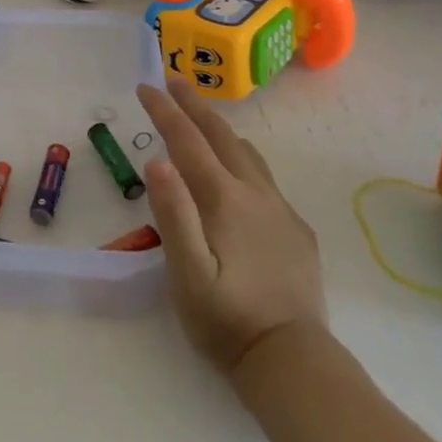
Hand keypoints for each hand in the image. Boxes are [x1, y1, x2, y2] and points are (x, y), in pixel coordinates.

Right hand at [137, 80, 326, 377]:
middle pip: (220, 135)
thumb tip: (157, 159)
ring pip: (247, 153)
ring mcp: (280, 210)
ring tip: (204, 119)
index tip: (145, 85)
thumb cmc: (226, 319)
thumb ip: (173, 213)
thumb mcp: (187, 272)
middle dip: (193, 105)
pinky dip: (243, 159)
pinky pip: (265, 179)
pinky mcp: (296, 230)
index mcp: (223, 198)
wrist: (293, 362)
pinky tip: (240, 174)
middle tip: (173, 79)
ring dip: (220, 128)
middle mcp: (254, 193)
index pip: (187, 140)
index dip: (165, 110)